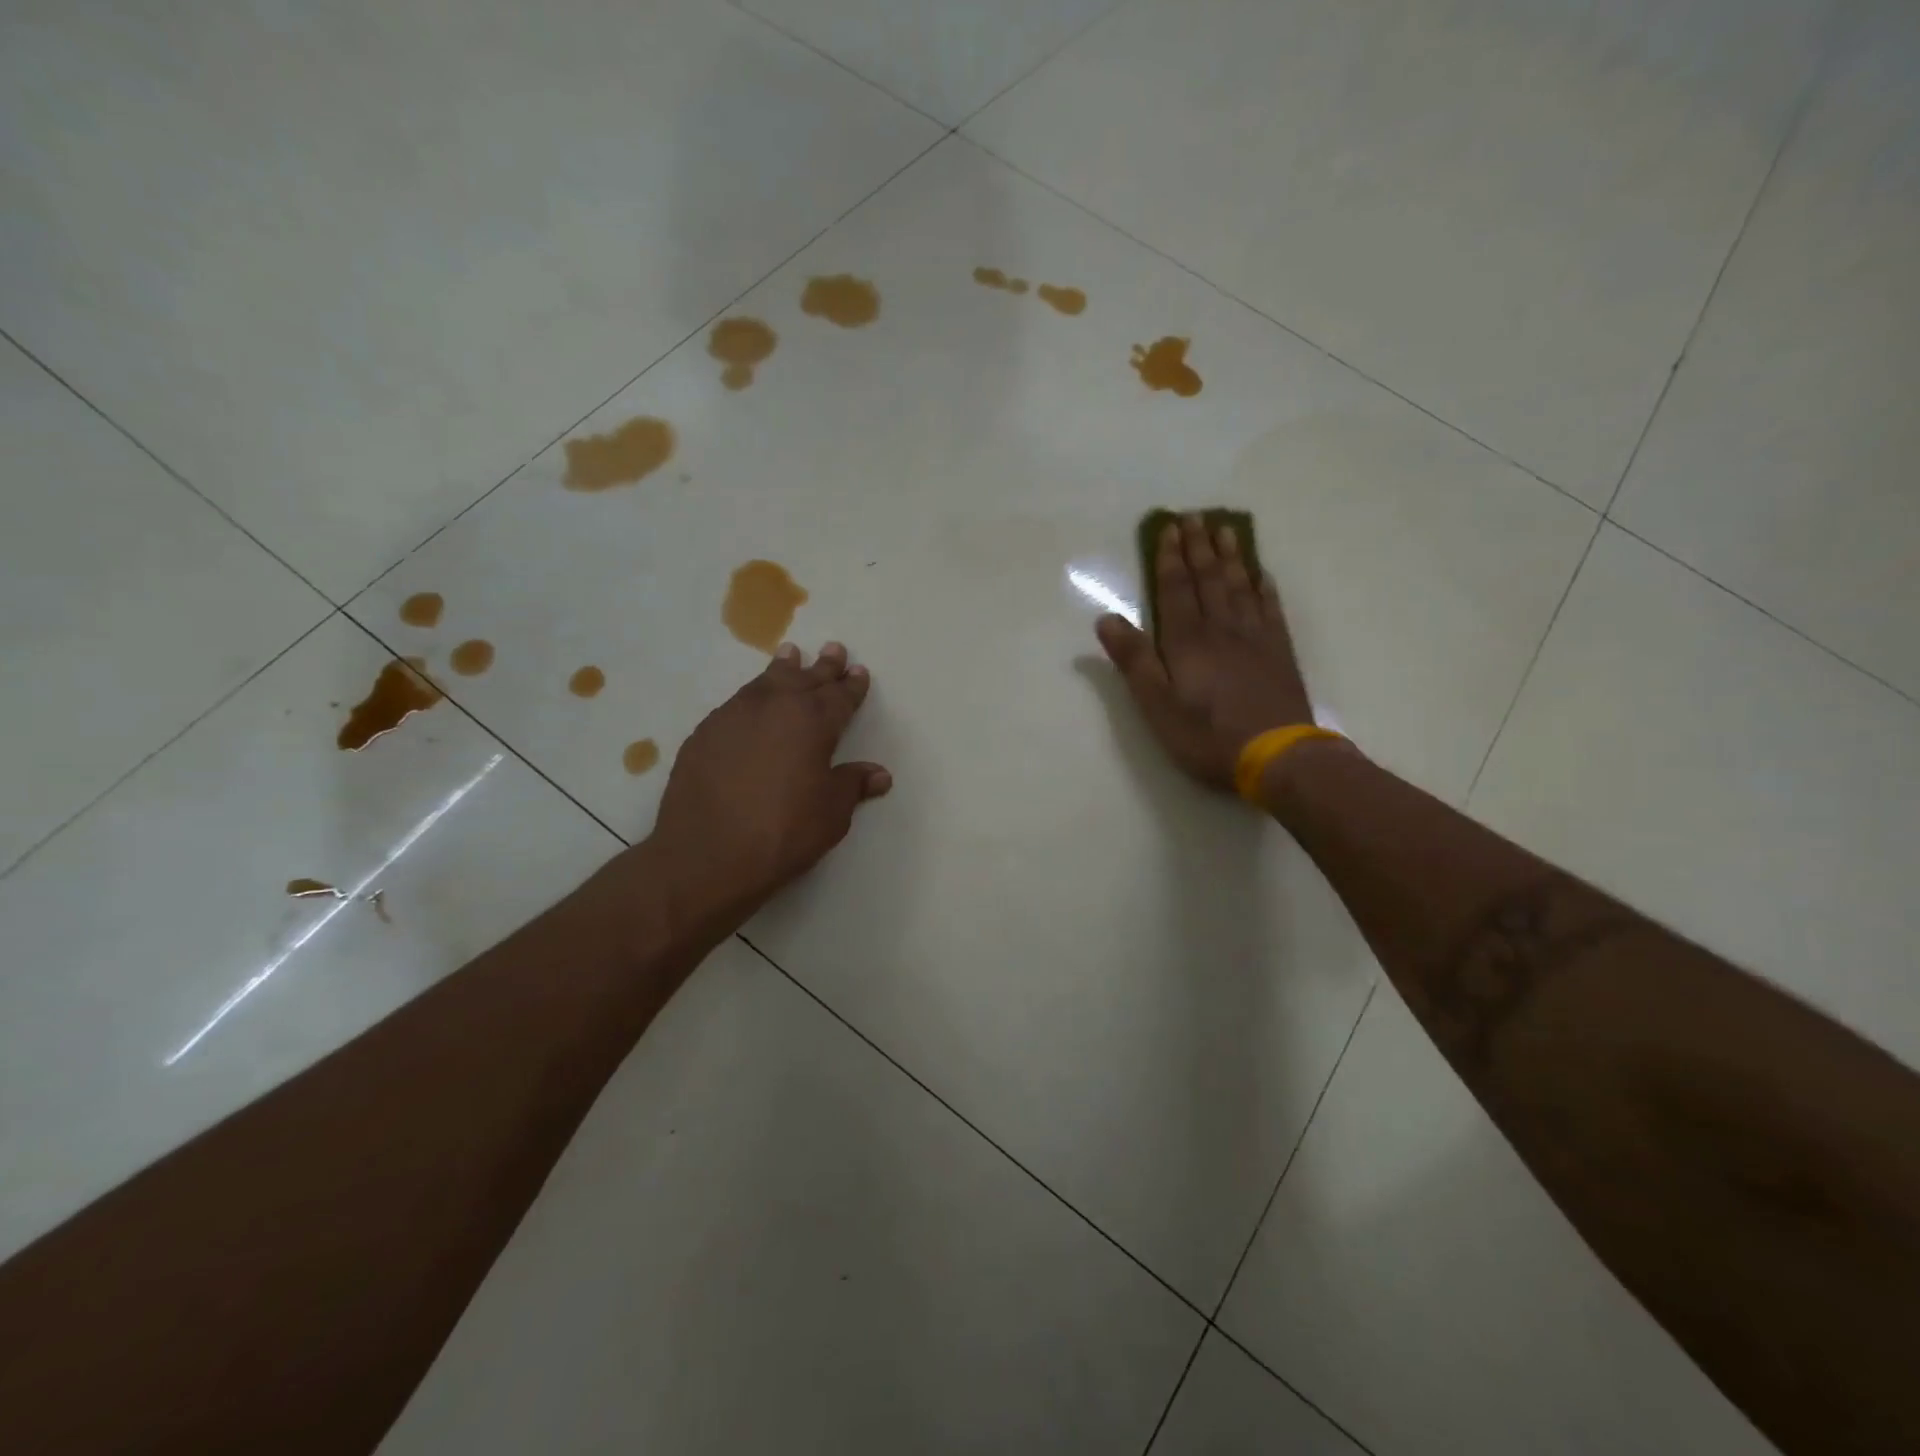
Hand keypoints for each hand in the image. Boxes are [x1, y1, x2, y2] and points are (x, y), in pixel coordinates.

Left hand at [651, 642, 889, 930]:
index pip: (840, 696)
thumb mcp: (831, 813)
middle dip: (823, 666)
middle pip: (805, 679)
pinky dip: (752, 695)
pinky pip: (737, 703)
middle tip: (833, 649)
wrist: (707, 854)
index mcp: (813, 722)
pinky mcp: (705, 732)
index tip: (859, 671)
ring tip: (790, 654)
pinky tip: (752, 702)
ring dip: (784, 669)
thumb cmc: (783, 833)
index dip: (852, 685)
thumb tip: (879, 774)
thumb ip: (853, 785)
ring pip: (766, 682)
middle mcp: (775, 707)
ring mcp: (735, 715)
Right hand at [1096, 515, 1313, 791]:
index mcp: (1187, 640)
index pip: (1176, 589)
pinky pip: (1270, 607)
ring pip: (1239, 586)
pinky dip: (1262, 586)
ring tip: (1225, 530)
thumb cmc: (1205, 735)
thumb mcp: (1156, 704)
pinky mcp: (1279, 652)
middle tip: (1194, 517)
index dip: (1169, 559)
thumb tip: (1106, 619)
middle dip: (1198, 547)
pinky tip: (1260, 574)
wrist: (1276, 756)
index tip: (1168, 528)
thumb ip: (1133, 660)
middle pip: (1208, 579)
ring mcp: (1255, 637)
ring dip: (1230, 557)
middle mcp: (1221, 628)